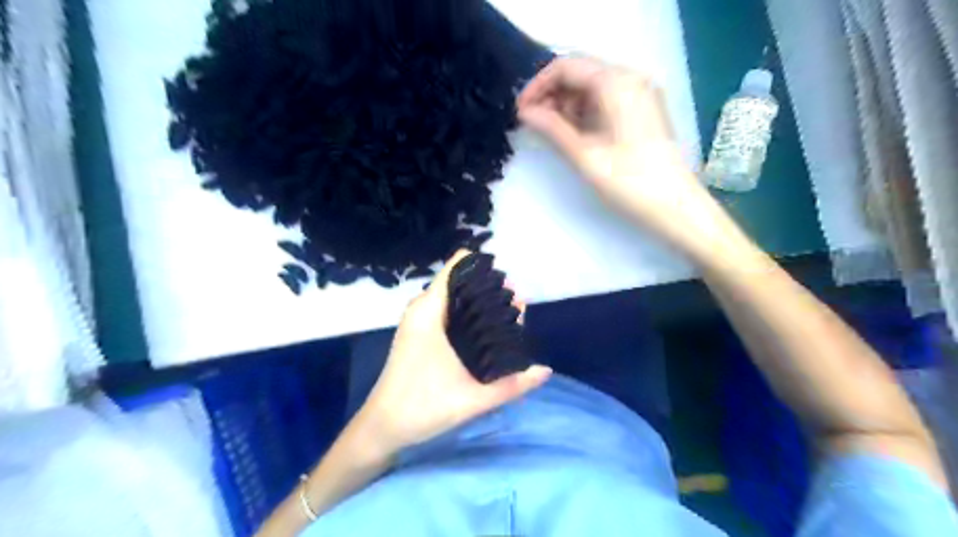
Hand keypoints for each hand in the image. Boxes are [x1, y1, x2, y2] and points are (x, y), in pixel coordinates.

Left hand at [356, 249, 553, 452]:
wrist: (382, 427)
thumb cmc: (422, 408)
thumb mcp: (473, 399)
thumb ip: (512, 385)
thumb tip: (545, 370)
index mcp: (429, 312)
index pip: (457, 267)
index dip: (486, 270)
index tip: (509, 287)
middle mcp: (422, 308)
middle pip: (460, 281)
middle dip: (490, 289)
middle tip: (518, 310)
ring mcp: (417, 320)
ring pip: (454, 296)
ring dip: (480, 302)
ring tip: (508, 318)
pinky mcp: (418, 332)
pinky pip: (447, 309)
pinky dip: (467, 312)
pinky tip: (486, 330)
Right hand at [518, 57, 734, 261]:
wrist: (674, 208)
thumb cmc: (628, 182)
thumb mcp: (584, 155)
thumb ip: (552, 128)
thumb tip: (525, 113)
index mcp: (617, 83)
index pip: (567, 66)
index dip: (538, 85)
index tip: (520, 111)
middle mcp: (631, 79)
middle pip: (580, 73)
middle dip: (551, 95)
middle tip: (531, 123)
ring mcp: (639, 94)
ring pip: (592, 87)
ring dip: (566, 105)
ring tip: (548, 132)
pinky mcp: (642, 111)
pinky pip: (606, 101)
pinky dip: (584, 113)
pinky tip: (572, 134)